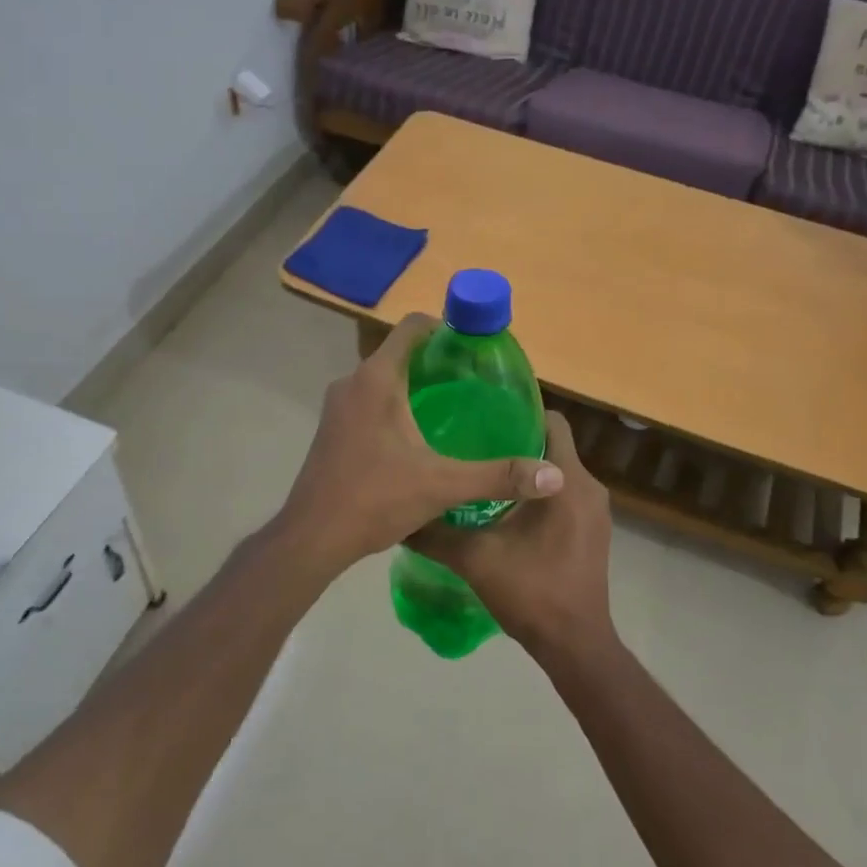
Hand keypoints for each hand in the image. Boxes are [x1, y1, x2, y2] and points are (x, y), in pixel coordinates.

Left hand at [275, 314, 563, 574]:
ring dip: (414, 385)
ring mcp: (337, 407)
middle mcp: (353, 383)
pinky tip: (417, 437)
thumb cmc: (375, 499)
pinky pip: (368, 401)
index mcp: (377, 379)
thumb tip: (555, 476)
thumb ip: (498, 476)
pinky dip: (393, 405)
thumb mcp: (443, 486)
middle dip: (435, 361)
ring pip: (382, 380)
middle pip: (399, 353)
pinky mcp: (332, 430)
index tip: (473, 347)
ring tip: (452, 409)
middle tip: (473, 383)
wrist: (312, 538)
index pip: (411, 327)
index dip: (444, 327)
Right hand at [406, 410, 614, 658]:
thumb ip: (436, 534)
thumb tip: (400, 516)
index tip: (486, 414)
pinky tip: (505, 508)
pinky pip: (565, 495)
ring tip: (484, 472)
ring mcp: (595, 511)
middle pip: (554, 445)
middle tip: (474, 441)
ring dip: (527, 470)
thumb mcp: (475, 559)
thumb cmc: (532, 592)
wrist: (575, 645)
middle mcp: (589, 487)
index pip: (553, 422)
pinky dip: (539, 493)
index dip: (522, 412)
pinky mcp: (593, 531)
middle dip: (517, 440)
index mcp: (567, 481)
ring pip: (558, 472)